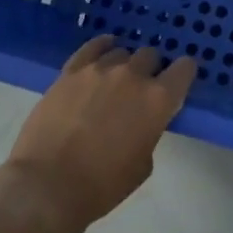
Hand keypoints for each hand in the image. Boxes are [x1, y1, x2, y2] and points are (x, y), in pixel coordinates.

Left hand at [0, 36, 195, 232]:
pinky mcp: (71, 71)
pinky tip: (103, 50)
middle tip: (138, 90)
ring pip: (121, 52)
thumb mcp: (143, 164)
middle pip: (151, 55)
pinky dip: (102, 46)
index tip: (176, 83)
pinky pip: (93, 47)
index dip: (182, 74)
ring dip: (122, 65)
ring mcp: (100, 69)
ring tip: (112, 83)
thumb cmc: (102, 185)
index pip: (185, 68)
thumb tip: (142, 121)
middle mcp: (134, 75)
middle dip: (150, 70)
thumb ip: (150, 131)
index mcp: (158, 99)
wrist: (47, 186)